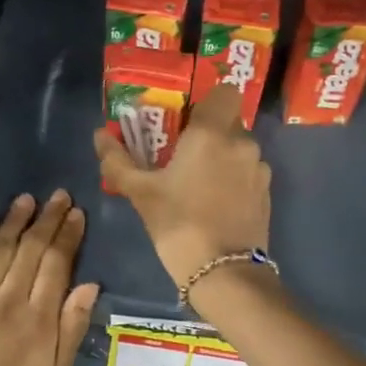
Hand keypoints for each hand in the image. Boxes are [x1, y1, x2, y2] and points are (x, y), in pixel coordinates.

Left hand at [0, 191, 98, 365]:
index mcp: (38, 318)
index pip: (57, 263)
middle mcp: (8, 300)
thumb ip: (73, 325)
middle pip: (31, 249)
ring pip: (0, 249)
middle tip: (59, 196)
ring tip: (28, 199)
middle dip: (47, 219)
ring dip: (15, 221)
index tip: (77, 214)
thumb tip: (90, 284)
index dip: (68, 235)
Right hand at [94, 83, 271, 289]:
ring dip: (221, 157)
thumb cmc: (179, 224)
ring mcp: (259, 169)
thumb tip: (99, 135)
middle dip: (208, 133)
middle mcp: (243, 143)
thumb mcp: (140, 193)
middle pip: (229, 122)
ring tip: (197, 184)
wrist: (224, 273)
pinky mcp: (266, 194)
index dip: (207, 101)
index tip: (186, 120)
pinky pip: (247, 172)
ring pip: (239, 149)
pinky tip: (215, 204)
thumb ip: (118, 161)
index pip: (225, 92)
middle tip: (181, 155)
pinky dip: (233, 179)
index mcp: (213, 133)